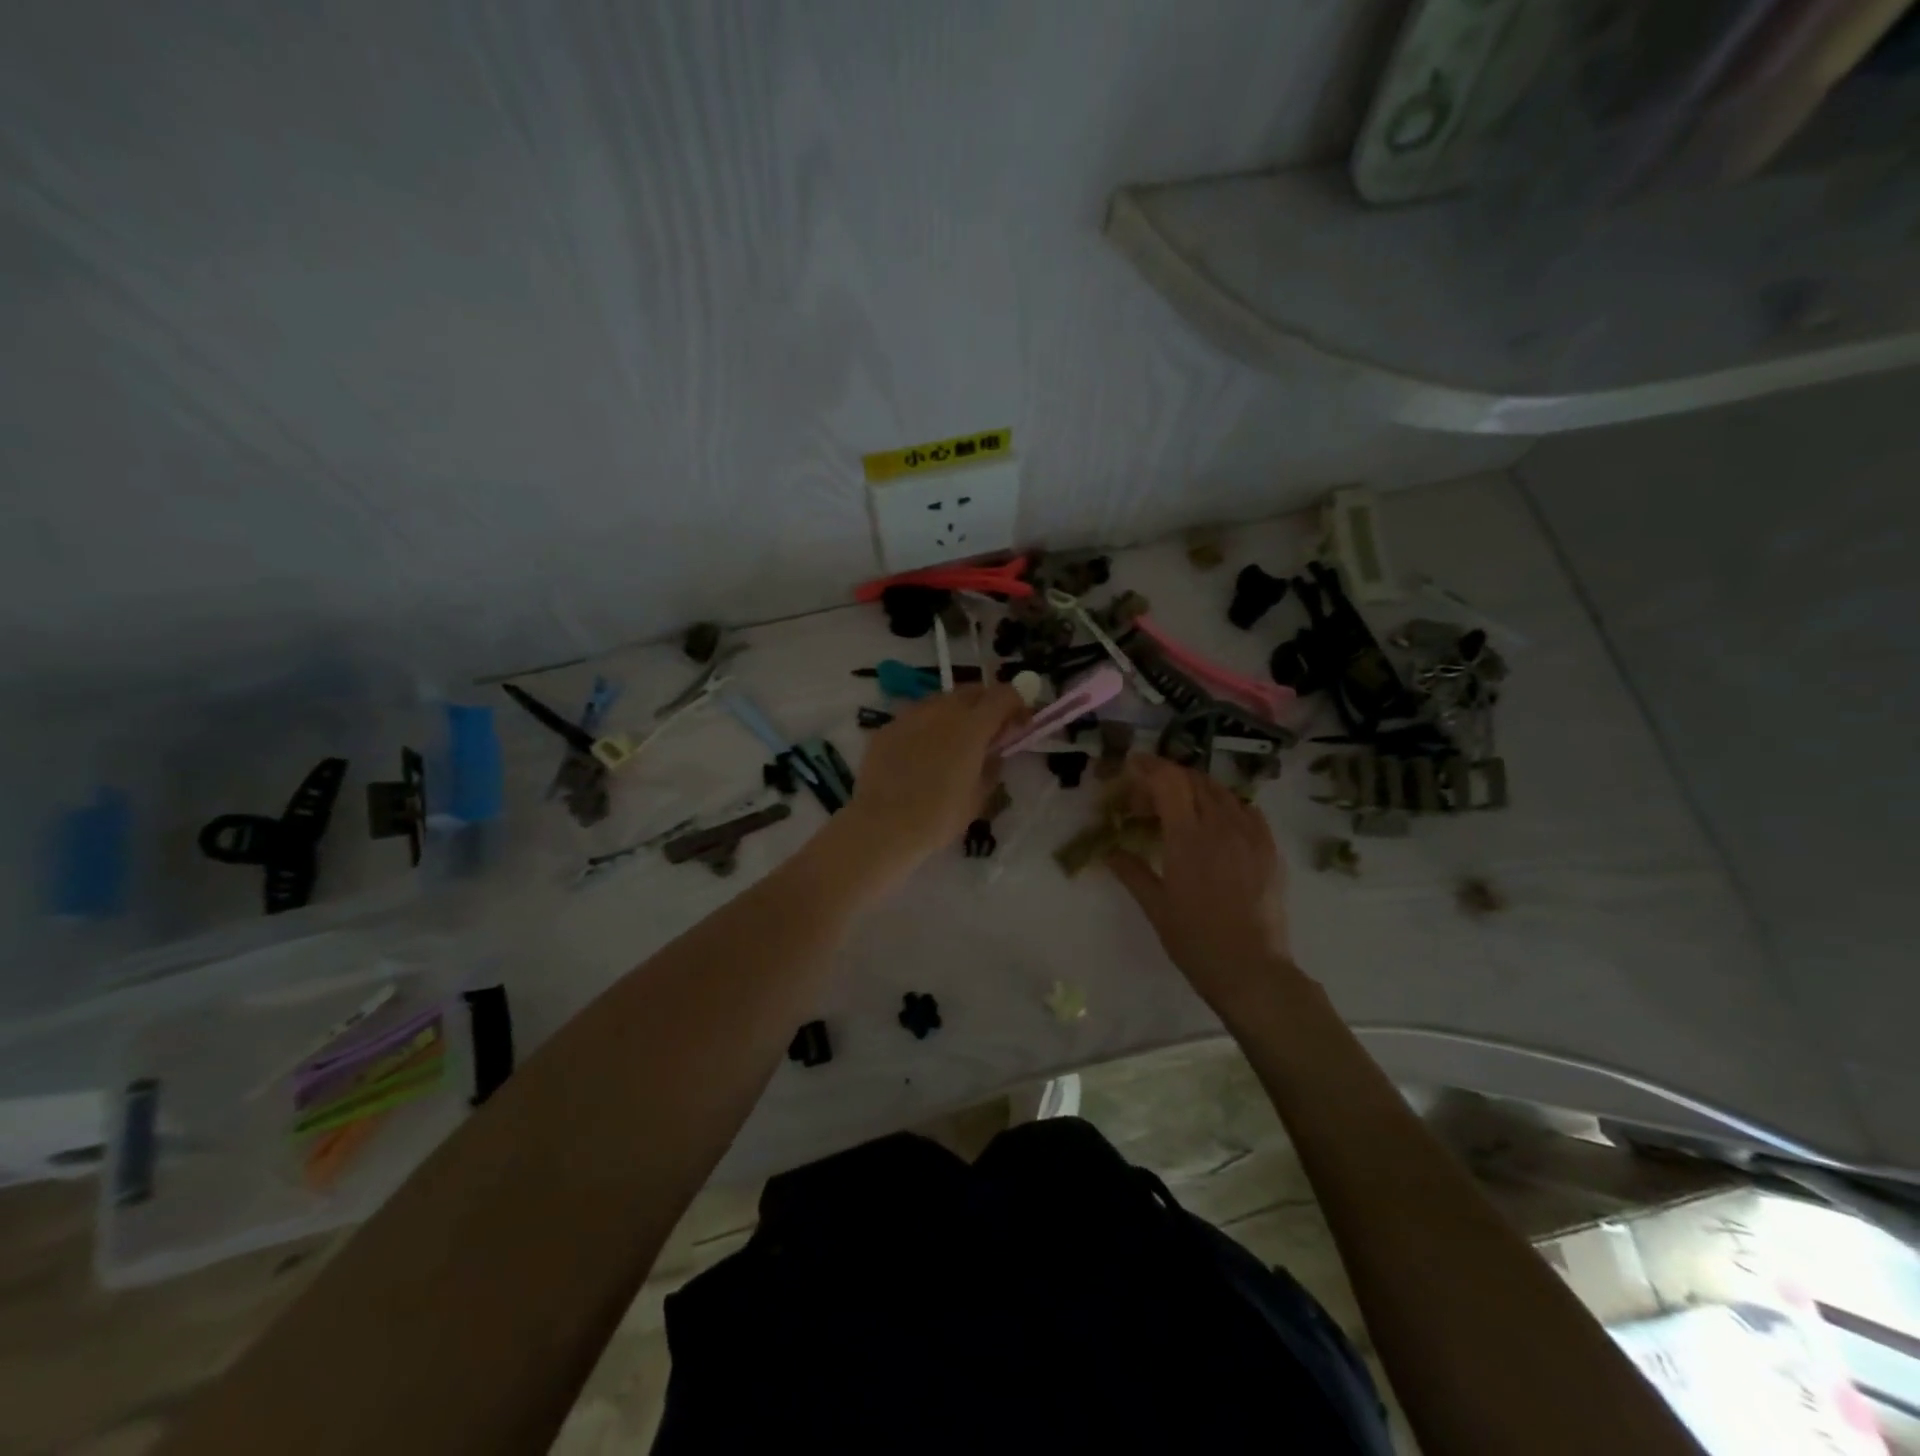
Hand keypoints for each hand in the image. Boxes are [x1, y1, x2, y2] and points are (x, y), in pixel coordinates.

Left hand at [836, 684, 1027, 876]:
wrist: (882, 825)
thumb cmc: (938, 816)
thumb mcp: (978, 796)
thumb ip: (992, 766)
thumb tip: (994, 752)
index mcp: (972, 725)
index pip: (1004, 695)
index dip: (1017, 704)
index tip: (1021, 722)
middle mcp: (942, 710)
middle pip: (972, 691)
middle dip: (986, 704)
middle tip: (990, 729)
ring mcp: (910, 715)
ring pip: (941, 700)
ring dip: (955, 712)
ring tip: (954, 740)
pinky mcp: (887, 727)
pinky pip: (915, 717)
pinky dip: (927, 726)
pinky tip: (922, 752)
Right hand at [1106, 756, 1298, 1015]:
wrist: (1252, 971)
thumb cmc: (1195, 941)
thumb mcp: (1155, 906)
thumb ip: (1131, 871)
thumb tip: (1109, 851)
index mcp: (1187, 838)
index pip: (1168, 781)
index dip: (1148, 766)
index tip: (1132, 765)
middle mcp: (1221, 826)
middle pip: (1194, 780)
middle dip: (1167, 778)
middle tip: (1148, 797)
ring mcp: (1251, 835)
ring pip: (1222, 791)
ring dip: (1196, 788)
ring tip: (1181, 806)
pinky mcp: (1270, 849)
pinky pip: (1247, 810)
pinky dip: (1226, 805)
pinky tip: (1217, 822)